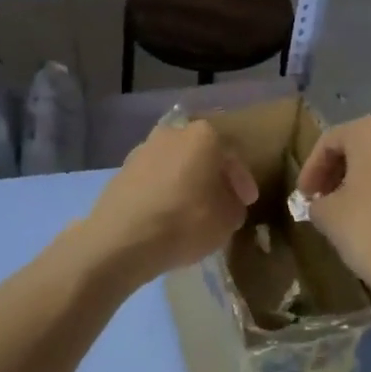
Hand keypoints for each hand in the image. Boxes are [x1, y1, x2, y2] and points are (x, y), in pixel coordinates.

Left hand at [74, 120, 257, 288]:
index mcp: (203, 135)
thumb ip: (234, 204)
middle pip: (201, 154)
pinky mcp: (122, 170)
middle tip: (221, 201)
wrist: (122, 238)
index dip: (243, 181)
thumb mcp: (227, 219)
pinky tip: (168, 212)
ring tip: (194, 209)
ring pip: (175, 164)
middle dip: (212, 176)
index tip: (248, 201)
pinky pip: (154, 178)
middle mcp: (172, 133)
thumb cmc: (185, 221)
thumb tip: (228, 201)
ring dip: (186, 182)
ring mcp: (143, 149)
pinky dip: (165, 190)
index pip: (232, 155)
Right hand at [296, 114, 370, 301]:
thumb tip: (322, 202)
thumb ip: (317, 200)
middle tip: (321, 198)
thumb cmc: (368, 229)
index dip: (311, 169)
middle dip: (337, 172)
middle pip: (360, 147)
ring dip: (361, 180)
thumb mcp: (326, 213)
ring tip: (345, 208)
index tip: (303, 195)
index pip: (329, 142)